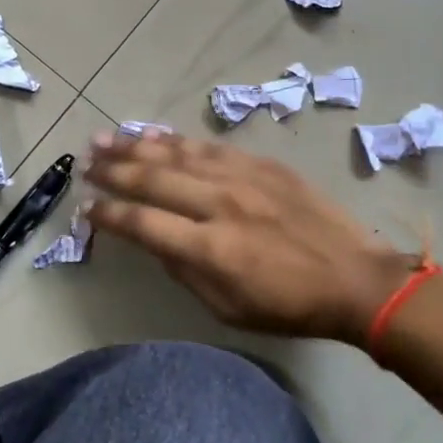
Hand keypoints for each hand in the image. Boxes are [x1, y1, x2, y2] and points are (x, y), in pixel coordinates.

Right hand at [82, 130, 414, 345]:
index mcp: (209, 248)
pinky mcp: (262, 164)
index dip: (107, 214)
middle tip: (85, 163)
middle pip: (152, 178)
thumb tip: (152, 239)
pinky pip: (208, 146)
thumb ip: (183, 269)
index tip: (86, 207)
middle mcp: (219, 203)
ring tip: (104, 139)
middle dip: (112, 170)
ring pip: (176, 153)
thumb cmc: (288, 305)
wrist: (357, 279)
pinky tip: (153, 134)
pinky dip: (176, 140)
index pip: (141, 222)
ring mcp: (242, 177)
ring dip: (135, 145)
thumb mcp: (226, 307)